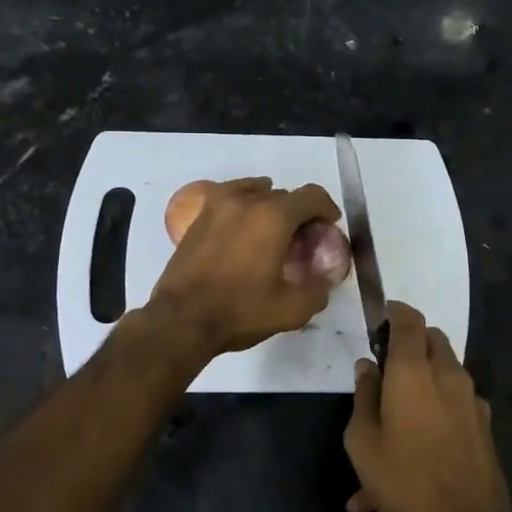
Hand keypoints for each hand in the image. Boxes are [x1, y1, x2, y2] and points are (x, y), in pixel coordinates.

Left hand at [145, 178, 342, 359]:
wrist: (181, 319)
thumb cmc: (239, 311)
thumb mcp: (291, 311)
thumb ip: (317, 292)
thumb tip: (324, 282)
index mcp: (273, 217)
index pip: (311, 196)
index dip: (326, 208)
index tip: (329, 226)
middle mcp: (246, 202)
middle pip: (283, 194)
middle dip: (299, 212)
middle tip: (302, 239)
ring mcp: (218, 206)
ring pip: (255, 192)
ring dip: (270, 205)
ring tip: (272, 230)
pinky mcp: (199, 218)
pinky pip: (229, 198)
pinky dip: (243, 204)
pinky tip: (243, 225)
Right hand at [343, 302, 510, 511]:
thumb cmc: (404, 479)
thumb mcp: (363, 441)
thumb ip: (364, 395)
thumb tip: (367, 366)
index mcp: (414, 371)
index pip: (409, 320)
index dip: (394, 312)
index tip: (379, 320)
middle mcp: (448, 375)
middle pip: (432, 339)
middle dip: (410, 342)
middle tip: (387, 365)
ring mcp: (472, 399)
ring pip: (447, 369)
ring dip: (423, 377)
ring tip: (396, 417)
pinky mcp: (484, 424)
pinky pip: (455, 403)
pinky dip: (436, 410)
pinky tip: (417, 448)